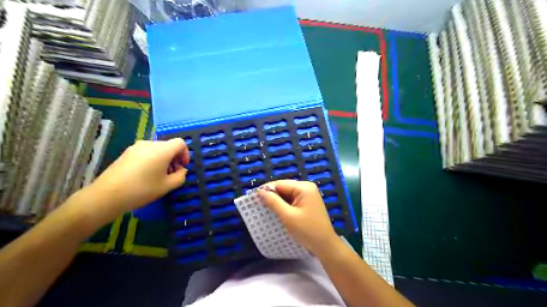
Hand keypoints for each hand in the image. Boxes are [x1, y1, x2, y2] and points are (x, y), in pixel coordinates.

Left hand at [84, 139, 188, 215]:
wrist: (107, 195)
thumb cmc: (142, 189)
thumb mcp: (167, 186)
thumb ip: (180, 176)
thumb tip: (182, 171)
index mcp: (162, 150)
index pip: (180, 143)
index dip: (185, 154)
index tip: (183, 167)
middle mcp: (150, 144)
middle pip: (168, 146)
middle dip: (174, 158)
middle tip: (173, 174)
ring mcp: (136, 147)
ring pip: (157, 149)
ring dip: (164, 160)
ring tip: (160, 176)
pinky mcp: (127, 153)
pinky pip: (146, 152)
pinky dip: (152, 160)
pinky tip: (146, 175)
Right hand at [259, 182, 340, 254]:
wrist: (325, 245)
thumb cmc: (307, 230)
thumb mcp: (288, 216)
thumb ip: (273, 202)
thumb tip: (260, 191)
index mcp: (304, 187)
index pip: (281, 184)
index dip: (267, 189)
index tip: (253, 197)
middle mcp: (307, 188)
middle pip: (284, 188)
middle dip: (272, 195)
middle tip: (258, 203)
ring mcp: (308, 195)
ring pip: (287, 194)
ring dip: (277, 201)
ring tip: (265, 208)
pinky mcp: (308, 203)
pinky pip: (292, 200)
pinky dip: (284, 205)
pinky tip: (277, 211)